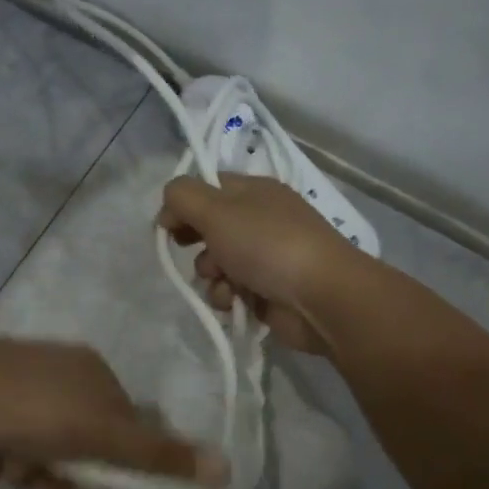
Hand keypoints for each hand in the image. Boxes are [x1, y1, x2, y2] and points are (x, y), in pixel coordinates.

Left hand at [0, 332, 225, 488]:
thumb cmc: (29, 409)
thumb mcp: (99, 436)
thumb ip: (157, 456)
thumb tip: (226, 469)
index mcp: (96, 374)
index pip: (127, 429)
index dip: (120, 470)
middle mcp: (64, 371)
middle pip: (82, 442)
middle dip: (65, 475)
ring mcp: (22, 379)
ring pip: (43, 445)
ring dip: (31, 471)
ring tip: (7, 470)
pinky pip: (10, 436)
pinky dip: (3, 454)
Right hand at [156, 174, 367, 352]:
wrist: (321, 297)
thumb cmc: (267, 245)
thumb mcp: (216, 210)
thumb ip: (183, 197)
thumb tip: (168, 207)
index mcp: (254, 191)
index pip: (208, 188)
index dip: (183, 204)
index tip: (167, 224)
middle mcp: (260, 220)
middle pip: (209, 227)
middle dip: (194, 242)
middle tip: (186, 248)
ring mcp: (266, 257)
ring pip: (217, 263)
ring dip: (210, 275)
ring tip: (223, 281)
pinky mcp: (267, 291)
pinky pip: (231, 290)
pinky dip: (227, 296)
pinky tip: (234, 301)